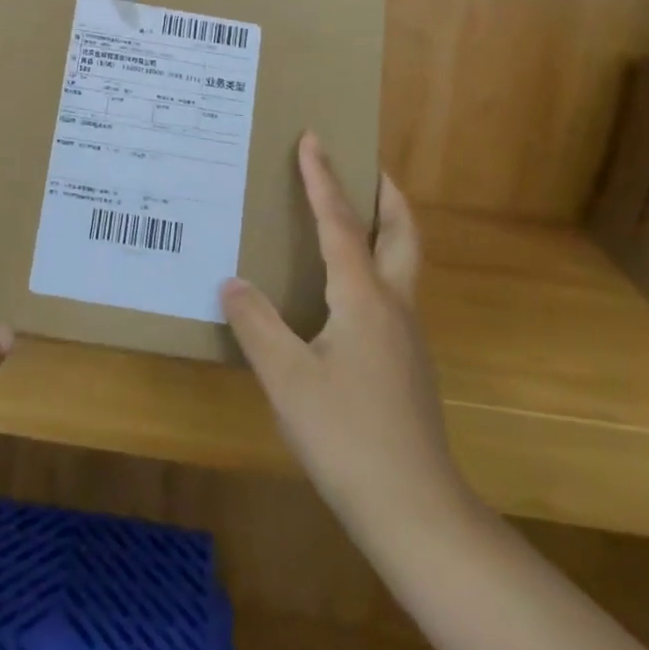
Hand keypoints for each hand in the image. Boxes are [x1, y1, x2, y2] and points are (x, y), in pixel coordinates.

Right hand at [220, 135, 471, 552]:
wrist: (415, 511)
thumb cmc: (347, 436)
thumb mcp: (286, 378)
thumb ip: (256, 324)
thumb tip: (233, 282)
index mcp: (364, 298)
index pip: (339, 223)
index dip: (323, 179)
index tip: (315, 138)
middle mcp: (394, 305)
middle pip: (402, 232)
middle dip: (385, 193)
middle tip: (365, 165)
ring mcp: (407, 336)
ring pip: (402, 263)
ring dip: (383, 228)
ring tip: (350, 217)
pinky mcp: (406, 364)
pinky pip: (391, 293)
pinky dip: (373, 266)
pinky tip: (342, 291)